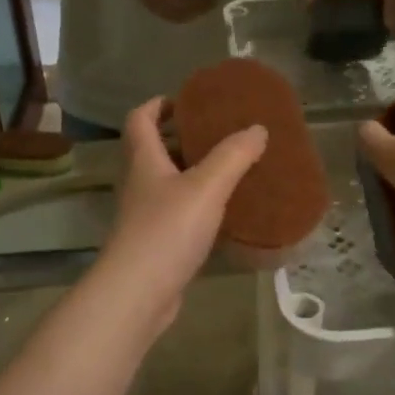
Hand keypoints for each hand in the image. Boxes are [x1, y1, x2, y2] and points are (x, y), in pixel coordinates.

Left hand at [98, 98, 266, 325]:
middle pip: (155, 150)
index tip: (188, 101)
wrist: (137, 294)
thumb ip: (233, 156)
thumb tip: (257, 128)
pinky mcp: (156, 244)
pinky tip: (225, 213)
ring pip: (169, 183)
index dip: (158, 104)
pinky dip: (199, 207)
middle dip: (184, 138)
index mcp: (144, 160)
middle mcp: (140, 183)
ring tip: (231, 169)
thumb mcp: (206, 187)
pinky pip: (179, 214)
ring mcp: (145, 216)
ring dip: (194, 173)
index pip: (140, 119)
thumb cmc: (167, 231)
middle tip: (221, 134)